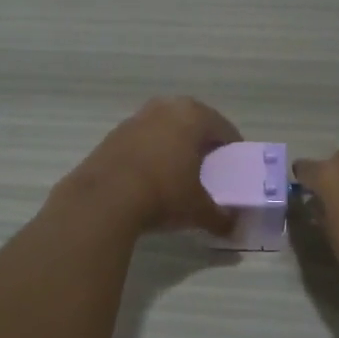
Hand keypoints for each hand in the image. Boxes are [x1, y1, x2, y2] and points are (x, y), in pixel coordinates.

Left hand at [64, 97, 240, 234]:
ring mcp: (135, 119)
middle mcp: (165, 108)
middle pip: (193, 124)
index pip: (224, 129)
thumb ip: (221, 218)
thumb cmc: (164, 193)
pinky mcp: (112, 135)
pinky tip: (150, 179)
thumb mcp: (199, 210)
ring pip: (165, 130)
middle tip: (208, 170)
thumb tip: (234, 229)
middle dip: (202, 145)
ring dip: (174, 147)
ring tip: (178, 175)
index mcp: (193, 116)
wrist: (104, 199)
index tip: (234, 170)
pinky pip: (142, 142)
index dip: (232, 151)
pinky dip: (150, 155)